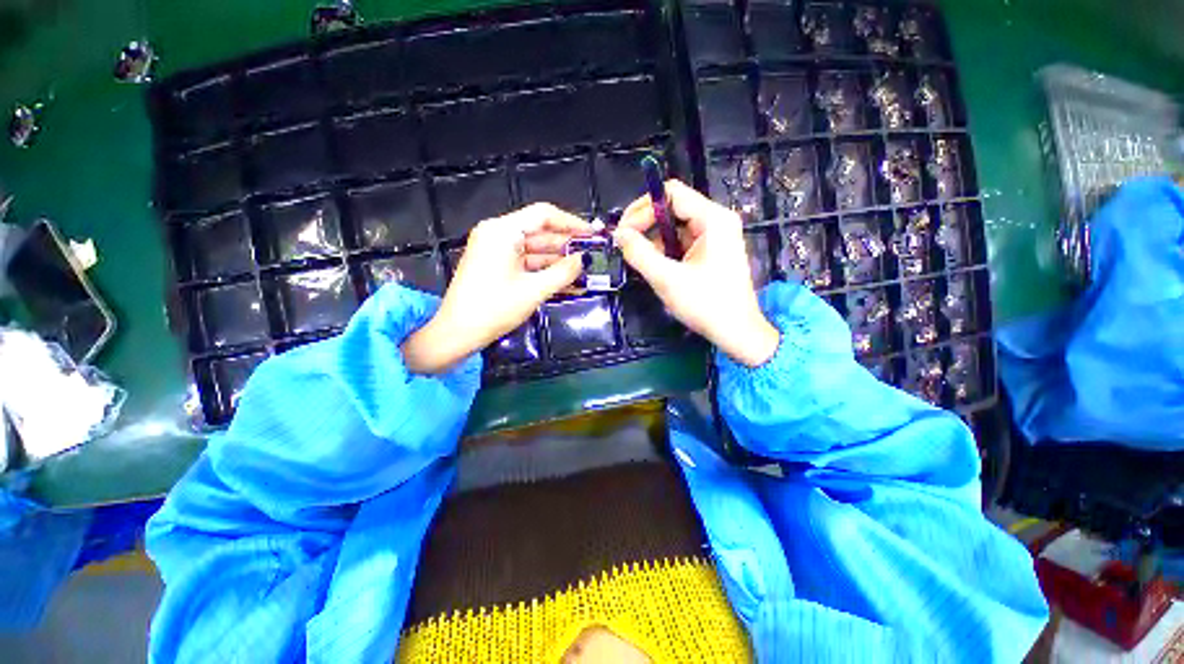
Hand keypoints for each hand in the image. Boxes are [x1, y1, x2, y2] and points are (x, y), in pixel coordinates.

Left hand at [403, 203, 590, 373]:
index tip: (592, 234)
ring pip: (534, 249)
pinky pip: (525, 262)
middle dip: (566, 245)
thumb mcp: (534, 290)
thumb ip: (563, 272)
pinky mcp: (495, 265)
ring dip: (557, 261)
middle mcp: (497, 234)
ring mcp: (495, 250)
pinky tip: (565, 282)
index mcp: (502, 231)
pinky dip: (544, 271)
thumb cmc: (494, 309)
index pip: (543, 215)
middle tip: (591, 256)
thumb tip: (584, 260)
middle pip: (539, 232)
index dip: (571, 223)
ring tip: (584, 272)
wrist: (457, 333)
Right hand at [614, 180, 778, 367]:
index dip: (642, 208)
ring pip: (674, 226)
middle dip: (645, 224)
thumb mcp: (667, 279)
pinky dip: (663, 250)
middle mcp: (716, 220)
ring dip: (652, 240)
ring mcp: (714, 236)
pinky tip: (652, 265)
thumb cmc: (706, 305)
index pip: (671, 194)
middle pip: (672, 208)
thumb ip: (639, 253)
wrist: (736, 332)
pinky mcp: (710, 251)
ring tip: (636, 258)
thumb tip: (618, 235)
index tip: (622, 232)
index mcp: (713, 219)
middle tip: (624, 244)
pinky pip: (681, 241)